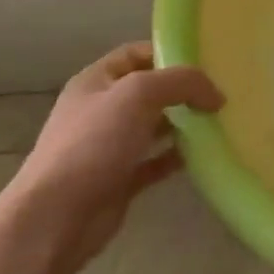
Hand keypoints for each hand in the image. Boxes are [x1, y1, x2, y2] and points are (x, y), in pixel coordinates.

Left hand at [1, 42, 224, 272]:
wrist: (55, 220)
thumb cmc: (93, 143)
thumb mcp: (140, 93)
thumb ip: (182, 82)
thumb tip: (216, 95)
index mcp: (95, 81)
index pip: (136, 53)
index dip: (169, 53)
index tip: (205, 62)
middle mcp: (100, 110)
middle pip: (148, 90)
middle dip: (181, 90)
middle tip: (217, 93)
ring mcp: (108, 147)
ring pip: (153, 126)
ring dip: (182, 123)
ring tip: (217, 121)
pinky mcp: (118, 181)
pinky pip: (154, 161)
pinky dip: (176, 157)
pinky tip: (201, 155)